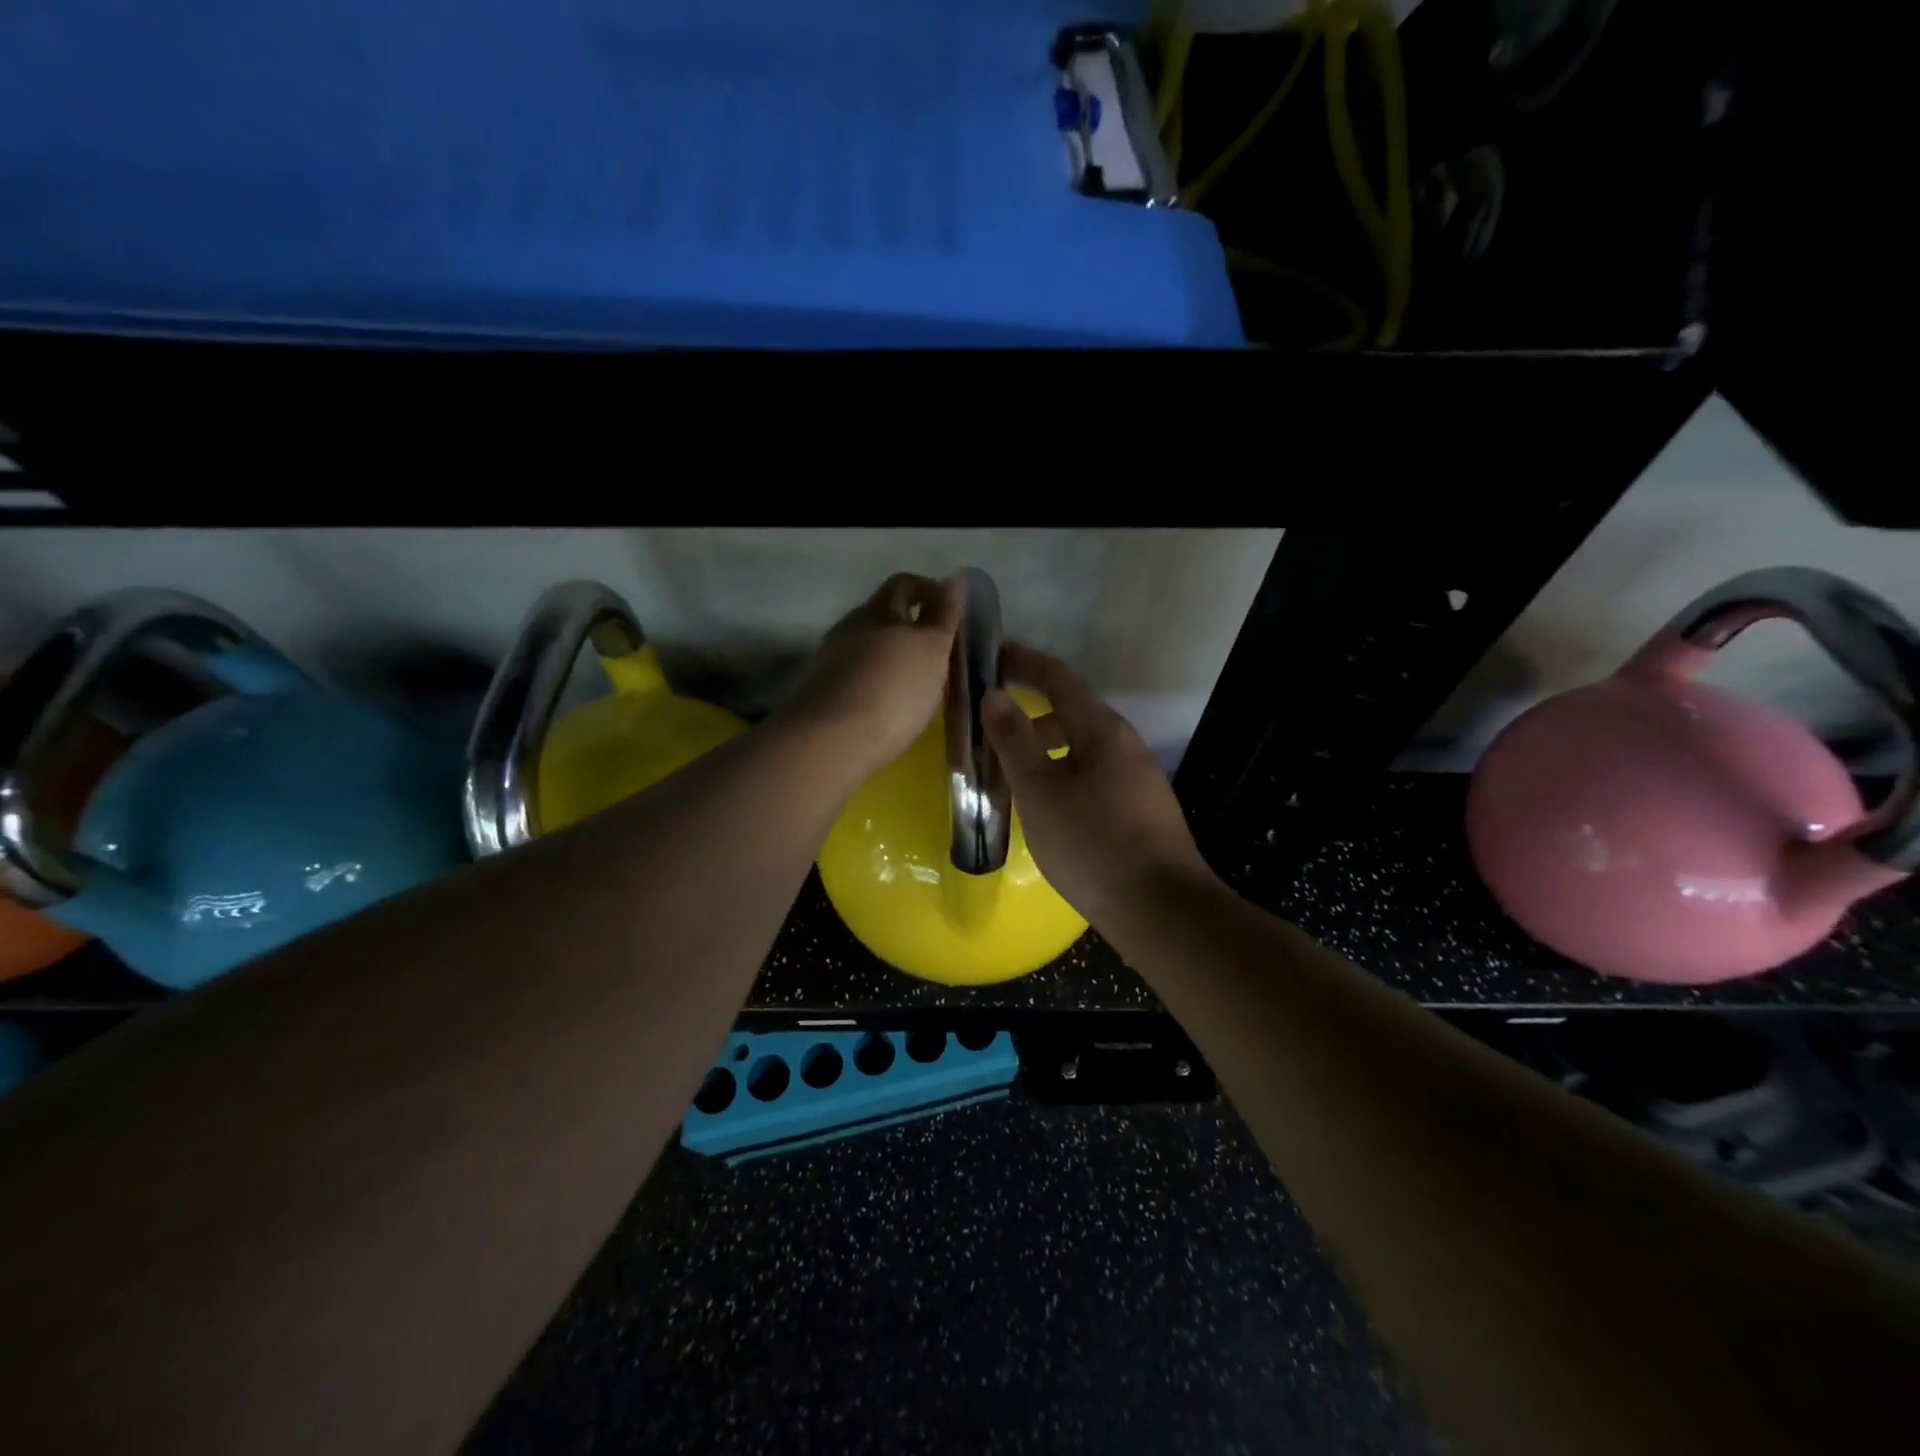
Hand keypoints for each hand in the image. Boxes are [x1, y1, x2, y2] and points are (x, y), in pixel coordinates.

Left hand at [777, 572, 964, 780]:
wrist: (830, 741)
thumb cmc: (892, 690)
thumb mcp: (931, 650)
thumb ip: (943, 616)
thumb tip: (954, 578)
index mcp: (879, 610)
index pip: (906, 584)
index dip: (930, 590)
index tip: (952, 612)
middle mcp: (851, 627)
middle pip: (883, 613)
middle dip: (910, 623)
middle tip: (938, 649)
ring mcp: (832, 658)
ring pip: (868, 645)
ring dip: (892, 654)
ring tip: (916, 679)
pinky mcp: (823, 690)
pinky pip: (856, 674)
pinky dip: (876, 679)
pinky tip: (889, 701)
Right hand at [984, 643, 1215, 923]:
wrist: (1160, 908)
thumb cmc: (1092, 843)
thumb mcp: (1040, 790)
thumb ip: (1014, 740)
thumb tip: (994, 695)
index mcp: (1102, 729)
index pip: (1059, 679)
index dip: (1025, 663)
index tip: (994, 654)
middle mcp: (1125, 744)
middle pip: (1072, 712)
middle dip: (1031, 710)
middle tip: (990, 720)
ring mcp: (1137, 777)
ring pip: (1082, 747)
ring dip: (1045, 746)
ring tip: (1010, 767)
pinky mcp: (1140, 808)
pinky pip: (1093, 774)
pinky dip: (1063, 772)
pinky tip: (1046, 802)